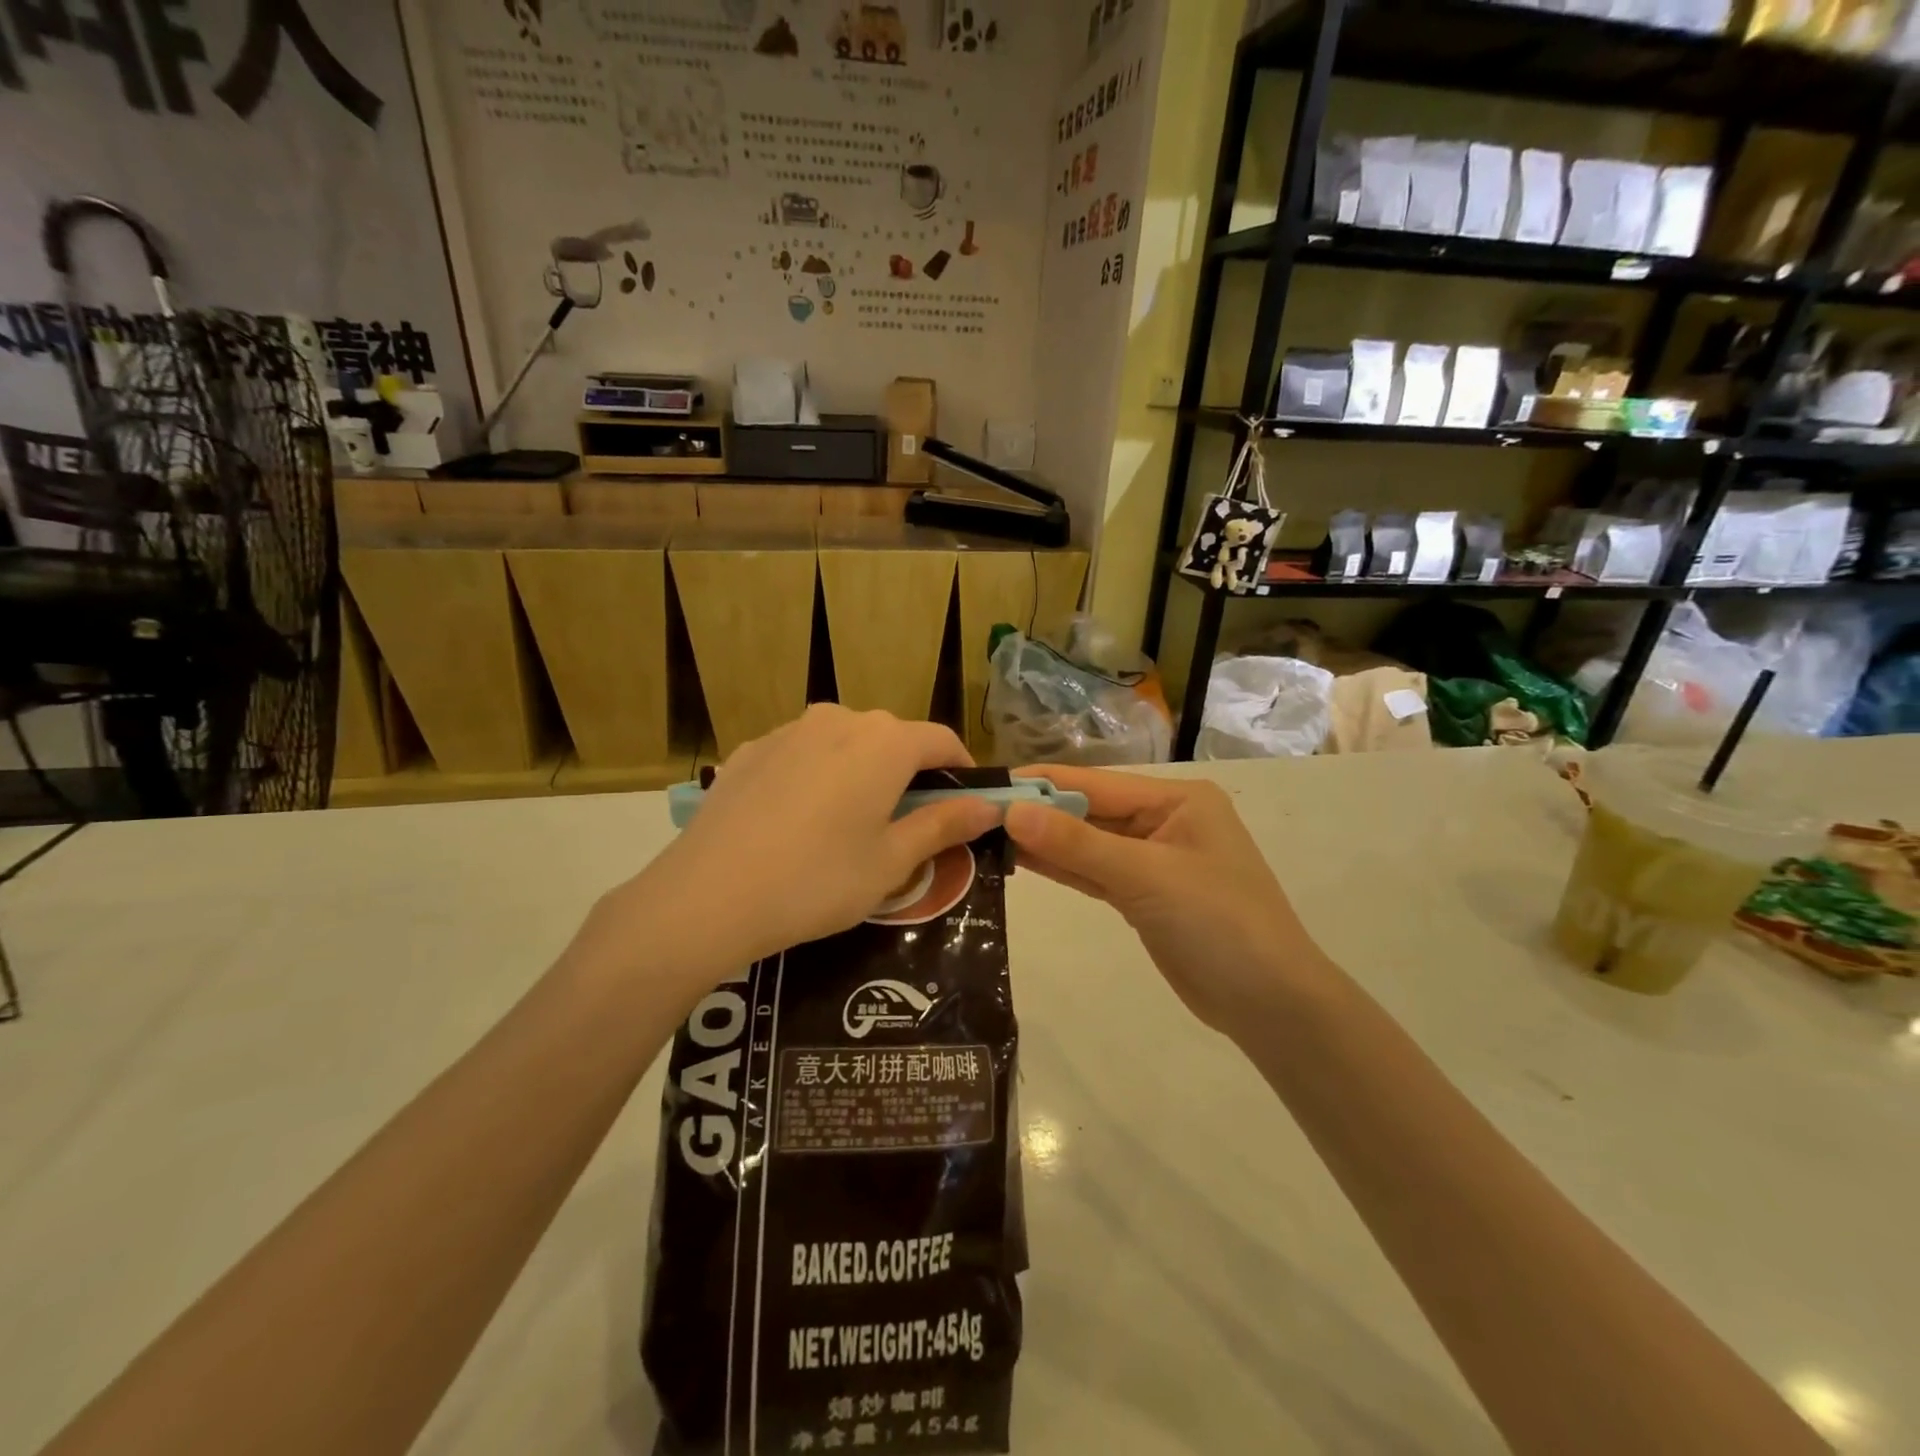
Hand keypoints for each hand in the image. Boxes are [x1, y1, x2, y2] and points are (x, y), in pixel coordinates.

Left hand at [607, 707, 1002, 979]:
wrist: (707, 896)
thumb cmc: (818, 880)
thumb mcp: (891, 862)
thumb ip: (944, 824)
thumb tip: (990, 805)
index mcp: (884, 742)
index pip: (941, 740)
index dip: (962, 769)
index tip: (966, 805)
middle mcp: (840, 719)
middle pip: (893, 738)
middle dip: (910, 773)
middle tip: (909, 825)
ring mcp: (789, 730)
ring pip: (846, 743)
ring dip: (863, 772)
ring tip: (851, 824)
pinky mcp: (751, 749)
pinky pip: (803, 754)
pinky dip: (818, 776)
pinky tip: (800, 821)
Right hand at [1004, 766, 1326, 1033]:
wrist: (1271, 1005)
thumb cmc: (1219, 924)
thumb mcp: (1146, 877)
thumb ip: (1077, 844)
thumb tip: (1012, 813)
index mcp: (1176, 800)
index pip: (1095, 783)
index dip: (1041, 784)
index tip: (988, 783)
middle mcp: (1164, 821)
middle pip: (1090, 811)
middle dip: (1038, 813)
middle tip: (976, 813)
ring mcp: (1153, 860)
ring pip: (1088, 843)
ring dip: (1044, 841)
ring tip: (986, 834)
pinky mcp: (1143, 896)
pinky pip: (1094, 873)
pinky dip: (1062, 868)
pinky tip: (1020, 860)